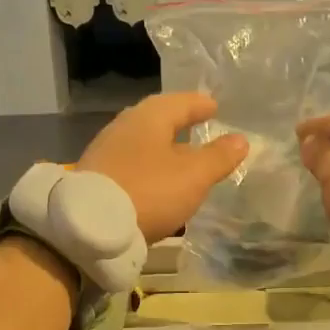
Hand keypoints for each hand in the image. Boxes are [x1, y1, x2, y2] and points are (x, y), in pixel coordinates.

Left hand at [78, 92, 248, 241]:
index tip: (214, 107)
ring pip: (143, 145)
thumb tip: (240, 139)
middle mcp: (124, 126)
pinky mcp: (95, 177)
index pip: (181, 101)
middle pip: (157, 121)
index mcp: (149, 116)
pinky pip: (131, 165)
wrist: (90, 227)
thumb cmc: (150, 191)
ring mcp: (105, 151)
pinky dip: (148, 169)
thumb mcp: (194, 176)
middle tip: (199, 131)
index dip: (200, 105)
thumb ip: (218, 157)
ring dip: (163, 151)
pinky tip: (157, 185)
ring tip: (182, 163)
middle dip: (179, 126)